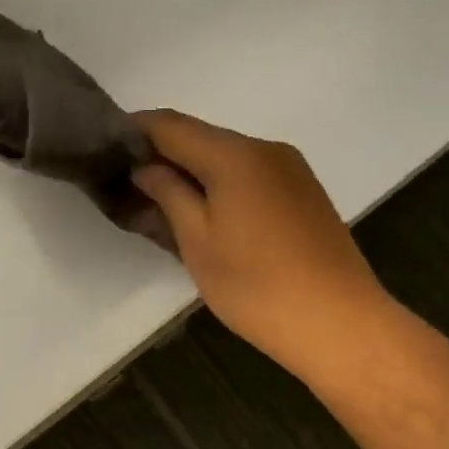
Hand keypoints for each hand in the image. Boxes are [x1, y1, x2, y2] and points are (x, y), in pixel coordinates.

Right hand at [130, 111, 388, 376]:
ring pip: (230, 159)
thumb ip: (169, 194)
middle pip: (203, 139)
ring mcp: (292, 170)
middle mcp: (267, 149)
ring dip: (195, 174)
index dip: (137, 131)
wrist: (341, 323)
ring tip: (166, 206)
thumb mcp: (198, 242)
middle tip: (132, 186)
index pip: (172, 125)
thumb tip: (146, 168)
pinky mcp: (306, 194)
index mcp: (236, 155)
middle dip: (165, 156)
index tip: (108, 146)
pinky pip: (253, 177)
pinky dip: (224, 186)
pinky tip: (210, 217)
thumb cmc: (257, 286)